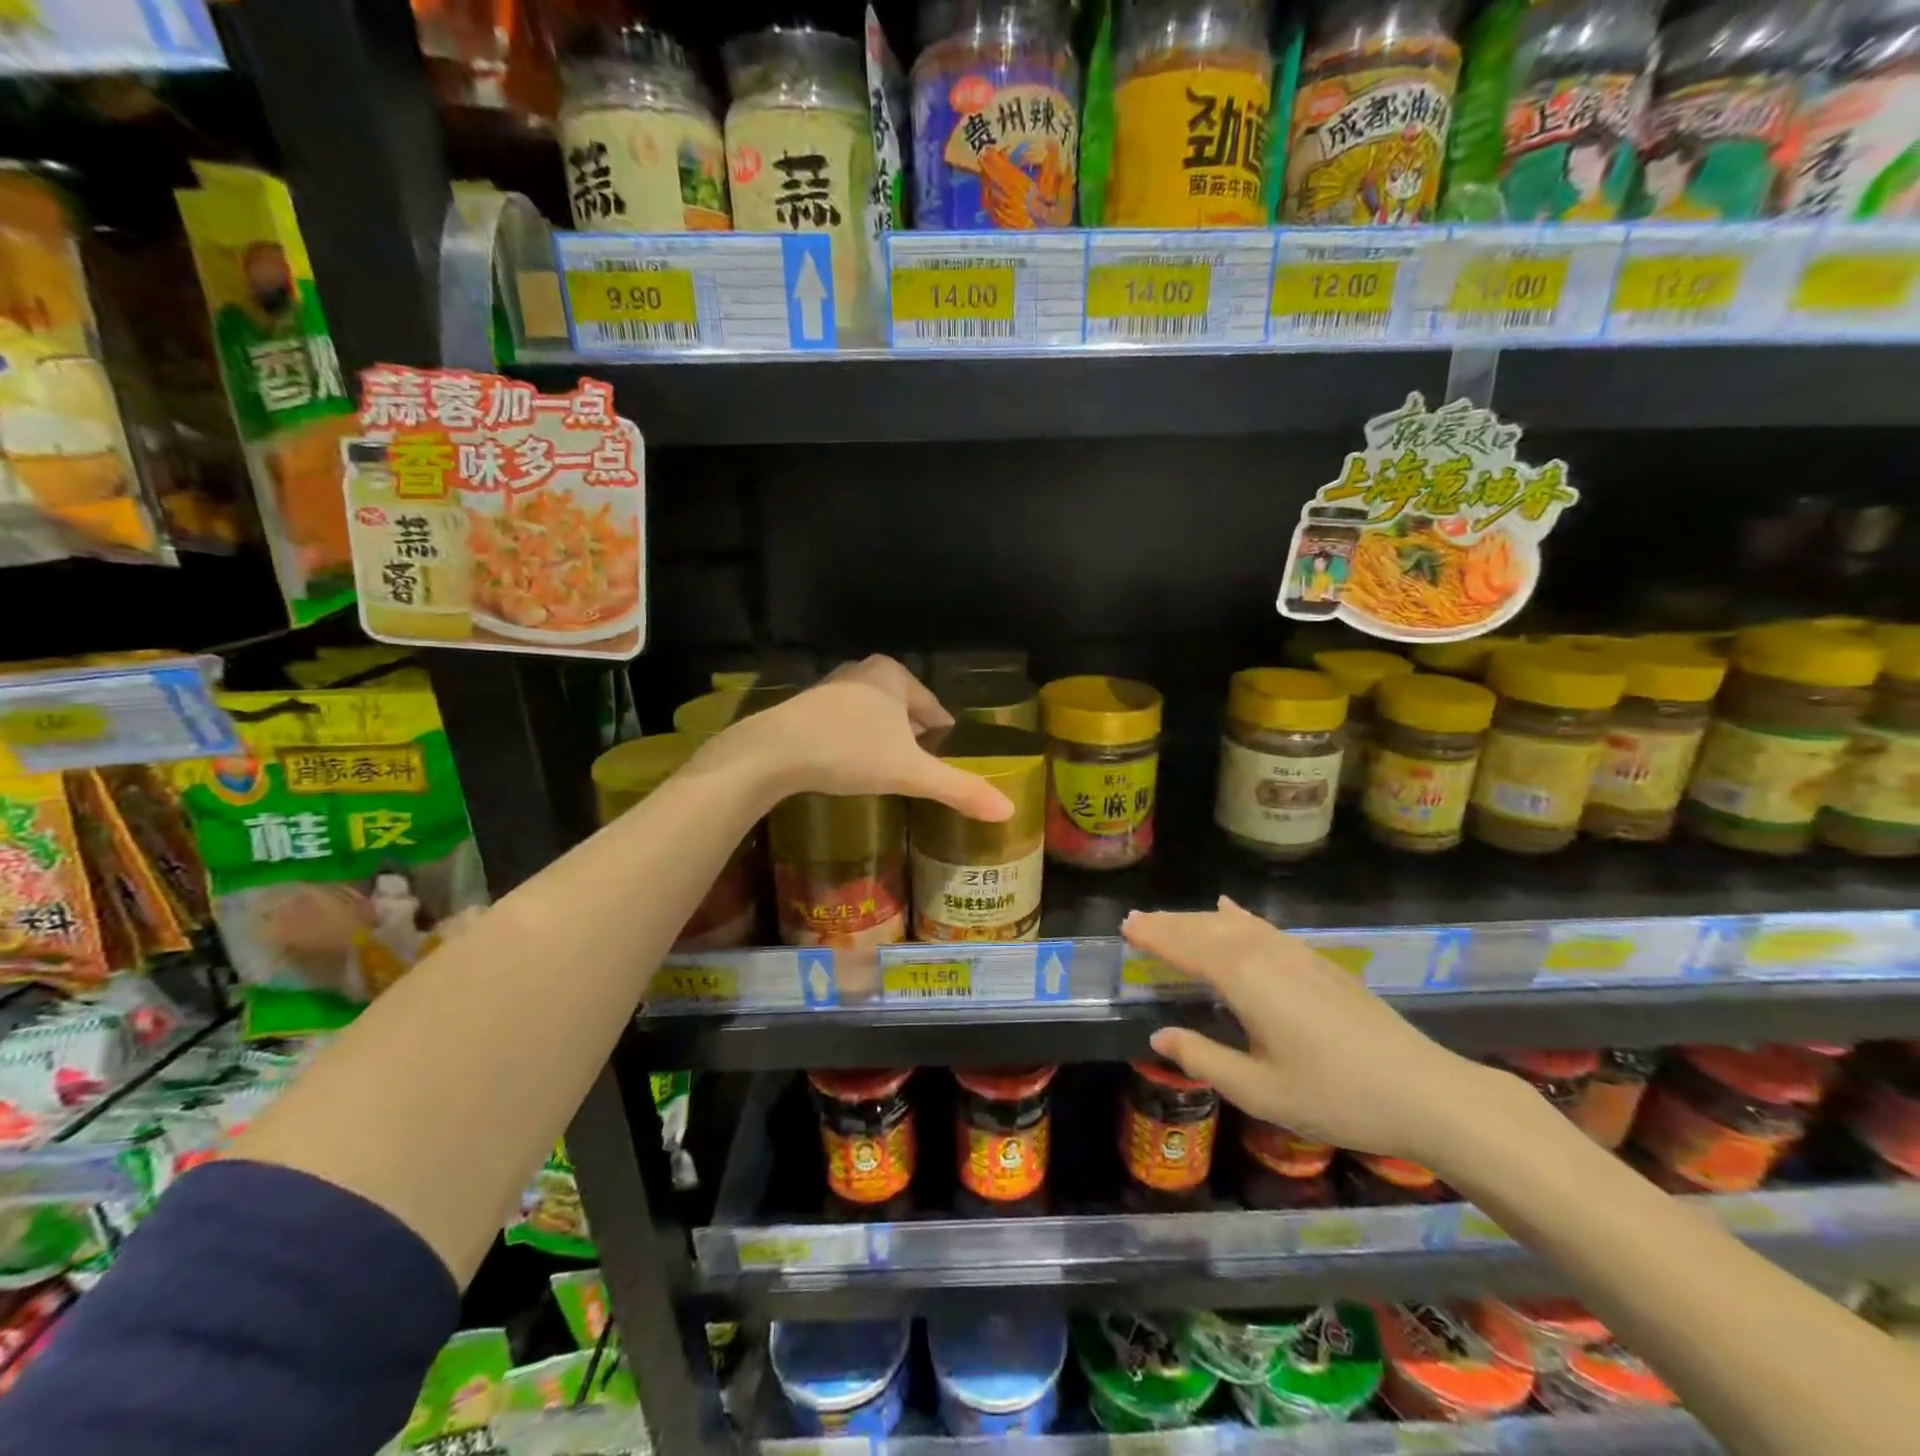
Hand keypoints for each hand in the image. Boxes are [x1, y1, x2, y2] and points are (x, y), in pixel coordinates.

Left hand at [707, 655, 1014, 822]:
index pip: (935, 710)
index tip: (948, 766)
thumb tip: (1007, 811)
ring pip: (874, 718)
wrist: (773, 754)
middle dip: (913, 742)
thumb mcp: (910, 773)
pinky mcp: (805, 708)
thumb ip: (958, 789)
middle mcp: (863, 671)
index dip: (945, 740)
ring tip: (888, 775)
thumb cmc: (850, 752)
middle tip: (919, 775)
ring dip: (883, 742)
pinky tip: (851, 769)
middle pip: (904, 712)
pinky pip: (845, 726)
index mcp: (894, 674)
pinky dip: (854, 744)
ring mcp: (831, 687)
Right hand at [1128, 898, 1489, 1162]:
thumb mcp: (1260, 1091)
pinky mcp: (1318, 961)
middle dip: (1170, 923)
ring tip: (1170, 919)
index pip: (1186, 948)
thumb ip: (1204, 1058)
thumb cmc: (1336, 1097)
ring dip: (1198, 919)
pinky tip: (1231, 909)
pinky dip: (1238, 916)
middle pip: (1207, 928)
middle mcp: (1266, 954)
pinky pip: (1264, 927)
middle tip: (1136, 920)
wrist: (1425, 1091)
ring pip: (1234, 924)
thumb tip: (1160, 1035)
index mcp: (1245, 980)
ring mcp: (1296, 954)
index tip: (1125, 927)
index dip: (1154, 937)